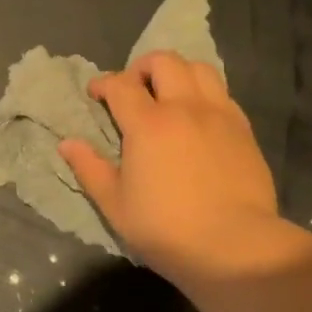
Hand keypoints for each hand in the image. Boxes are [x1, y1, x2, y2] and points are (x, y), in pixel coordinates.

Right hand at [58, 51, 278, 283]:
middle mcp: (184, 108)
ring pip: (199, 68)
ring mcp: (218, 116)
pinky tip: (198, 118)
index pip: (121, 84)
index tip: (96, 94)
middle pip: (164, 62)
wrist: (237, 249)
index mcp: (148, 124)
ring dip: (178, 73)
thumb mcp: (116, 205)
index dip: (104, 83)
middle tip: (134, 89)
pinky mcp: (244, 130)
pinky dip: (204, 94)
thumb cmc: (167, 229)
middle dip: (142, 67)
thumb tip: (67, 144)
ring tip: (169, 94)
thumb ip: (89, 169)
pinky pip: (223, 94)